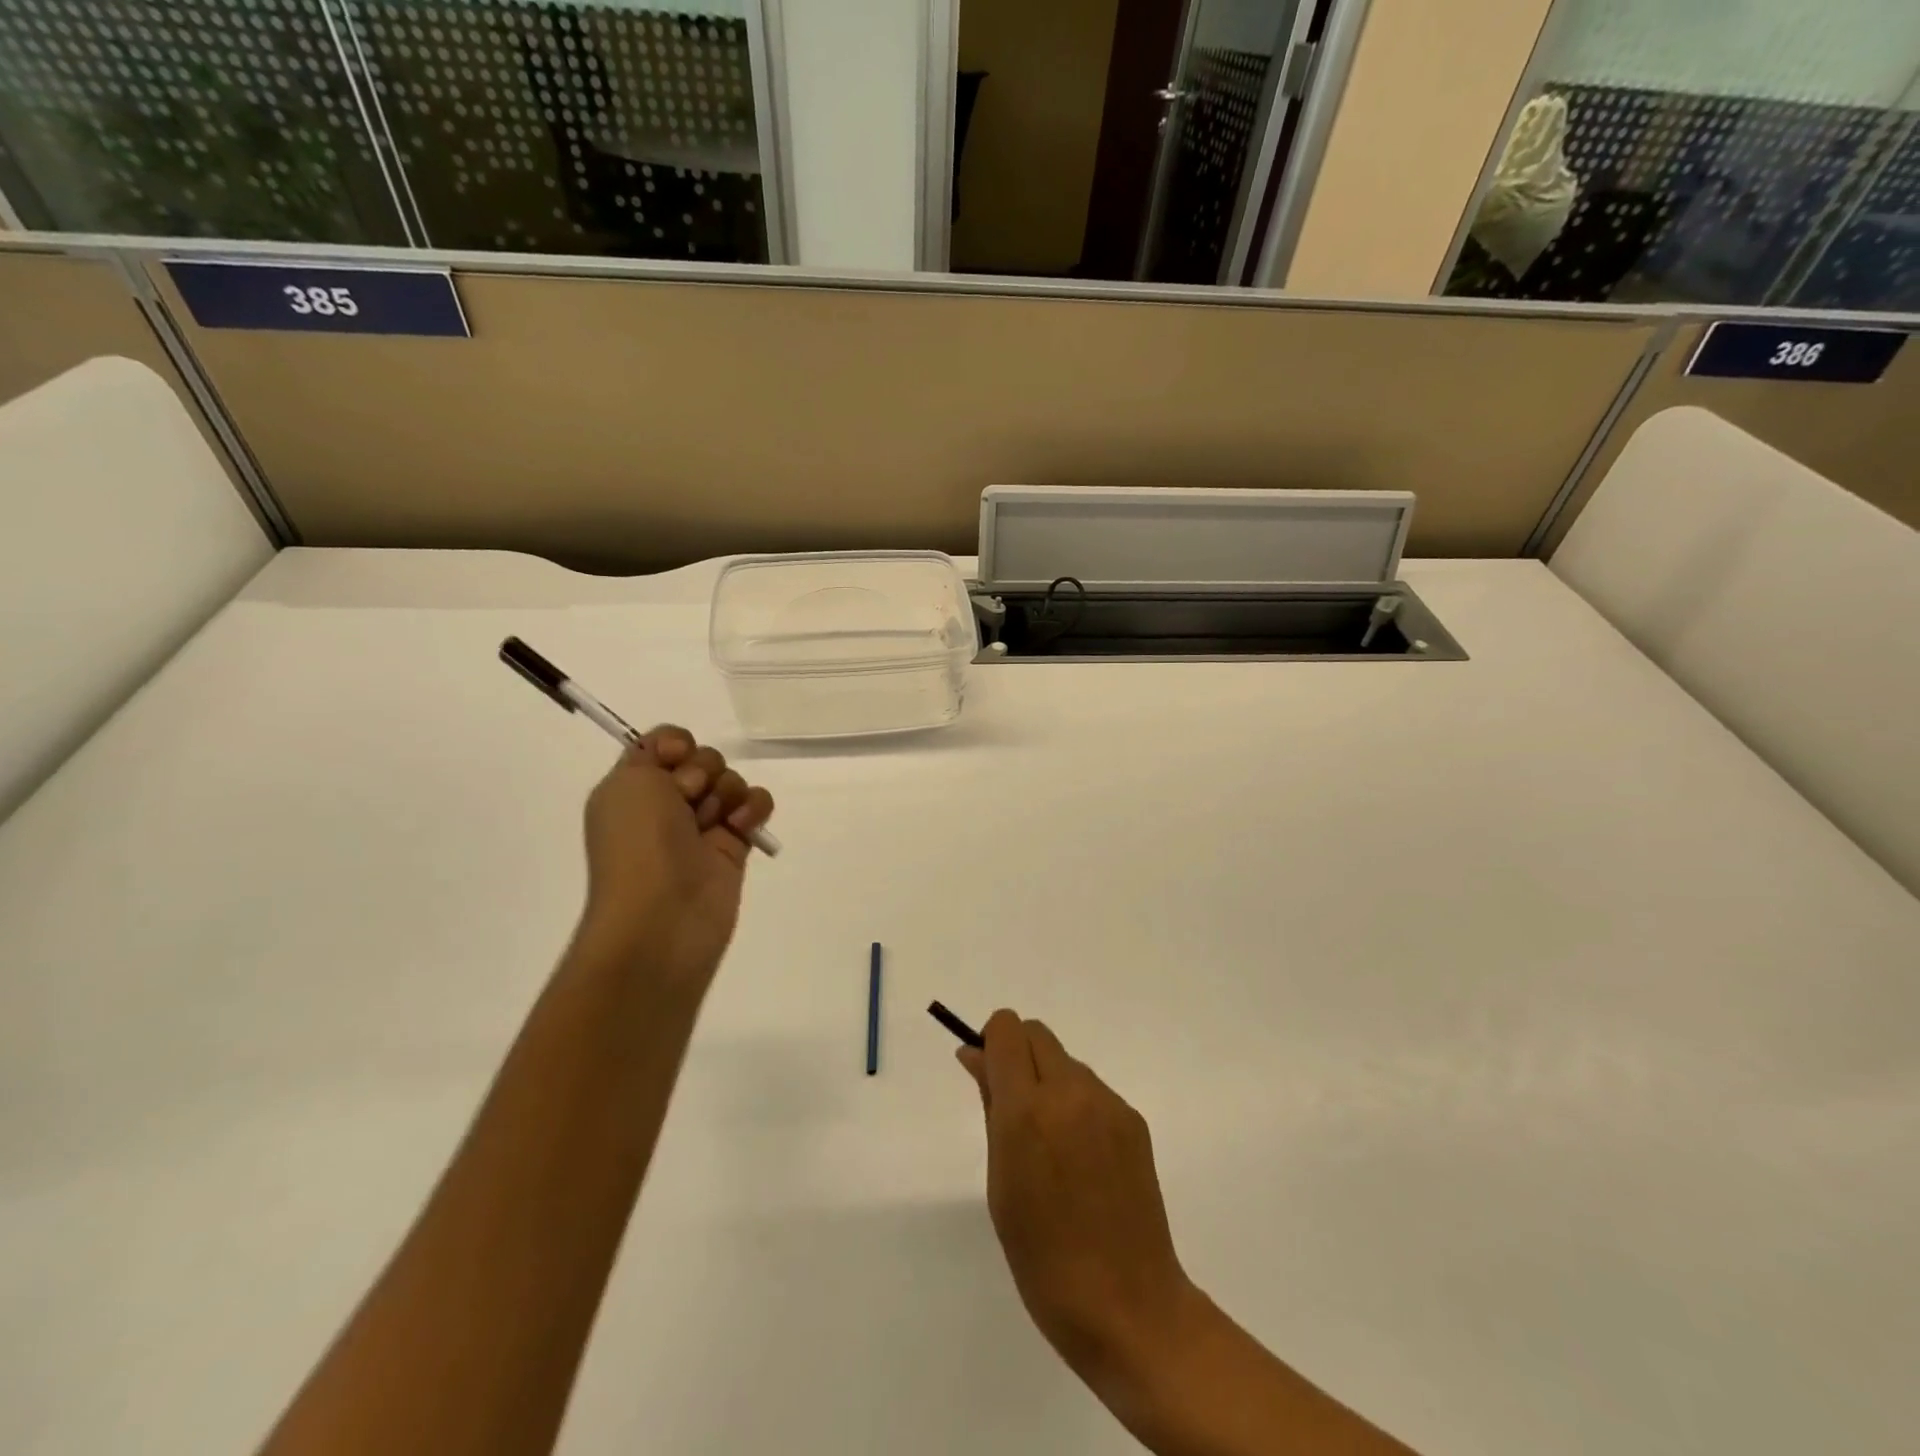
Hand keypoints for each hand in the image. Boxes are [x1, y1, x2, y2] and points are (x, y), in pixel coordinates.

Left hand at [574, 726, 774, 988]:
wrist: (663, 917)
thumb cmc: (639, 846)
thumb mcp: (629, 782)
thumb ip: (653, 751)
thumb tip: (684, 760)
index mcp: (633, 787)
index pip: (664, 744)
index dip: (675, 744)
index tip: (675, 759)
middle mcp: (665, 803)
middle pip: (703, 758)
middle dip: (703, 770)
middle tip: (690, 797)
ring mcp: (702, 826)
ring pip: (731, 780)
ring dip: (728, 791)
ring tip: (718, 821)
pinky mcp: (735, 845)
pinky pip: (755, 806)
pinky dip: (754, 808)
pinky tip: (742, 827)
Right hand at [958, 1011, 1199, 1383]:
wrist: (1128, 1306)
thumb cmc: (1043, 1258)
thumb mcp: (1000, 1183)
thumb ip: (990, 1107)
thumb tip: (975, 1056)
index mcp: (1027, 1110)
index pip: (1006, 1029)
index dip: (991, 1042)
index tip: (987, 1075)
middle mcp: (1070, 1092)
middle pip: (1036, 1033)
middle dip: (1017, 1055)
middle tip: (1012, 1108)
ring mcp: (1108, 1104)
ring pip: (1065, 1061)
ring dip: (1048, 1081)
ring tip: (1051, 1146)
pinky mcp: (1133, 1120)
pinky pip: (1092, 1090)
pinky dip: (1076, 1105)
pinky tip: (1081, 1159)